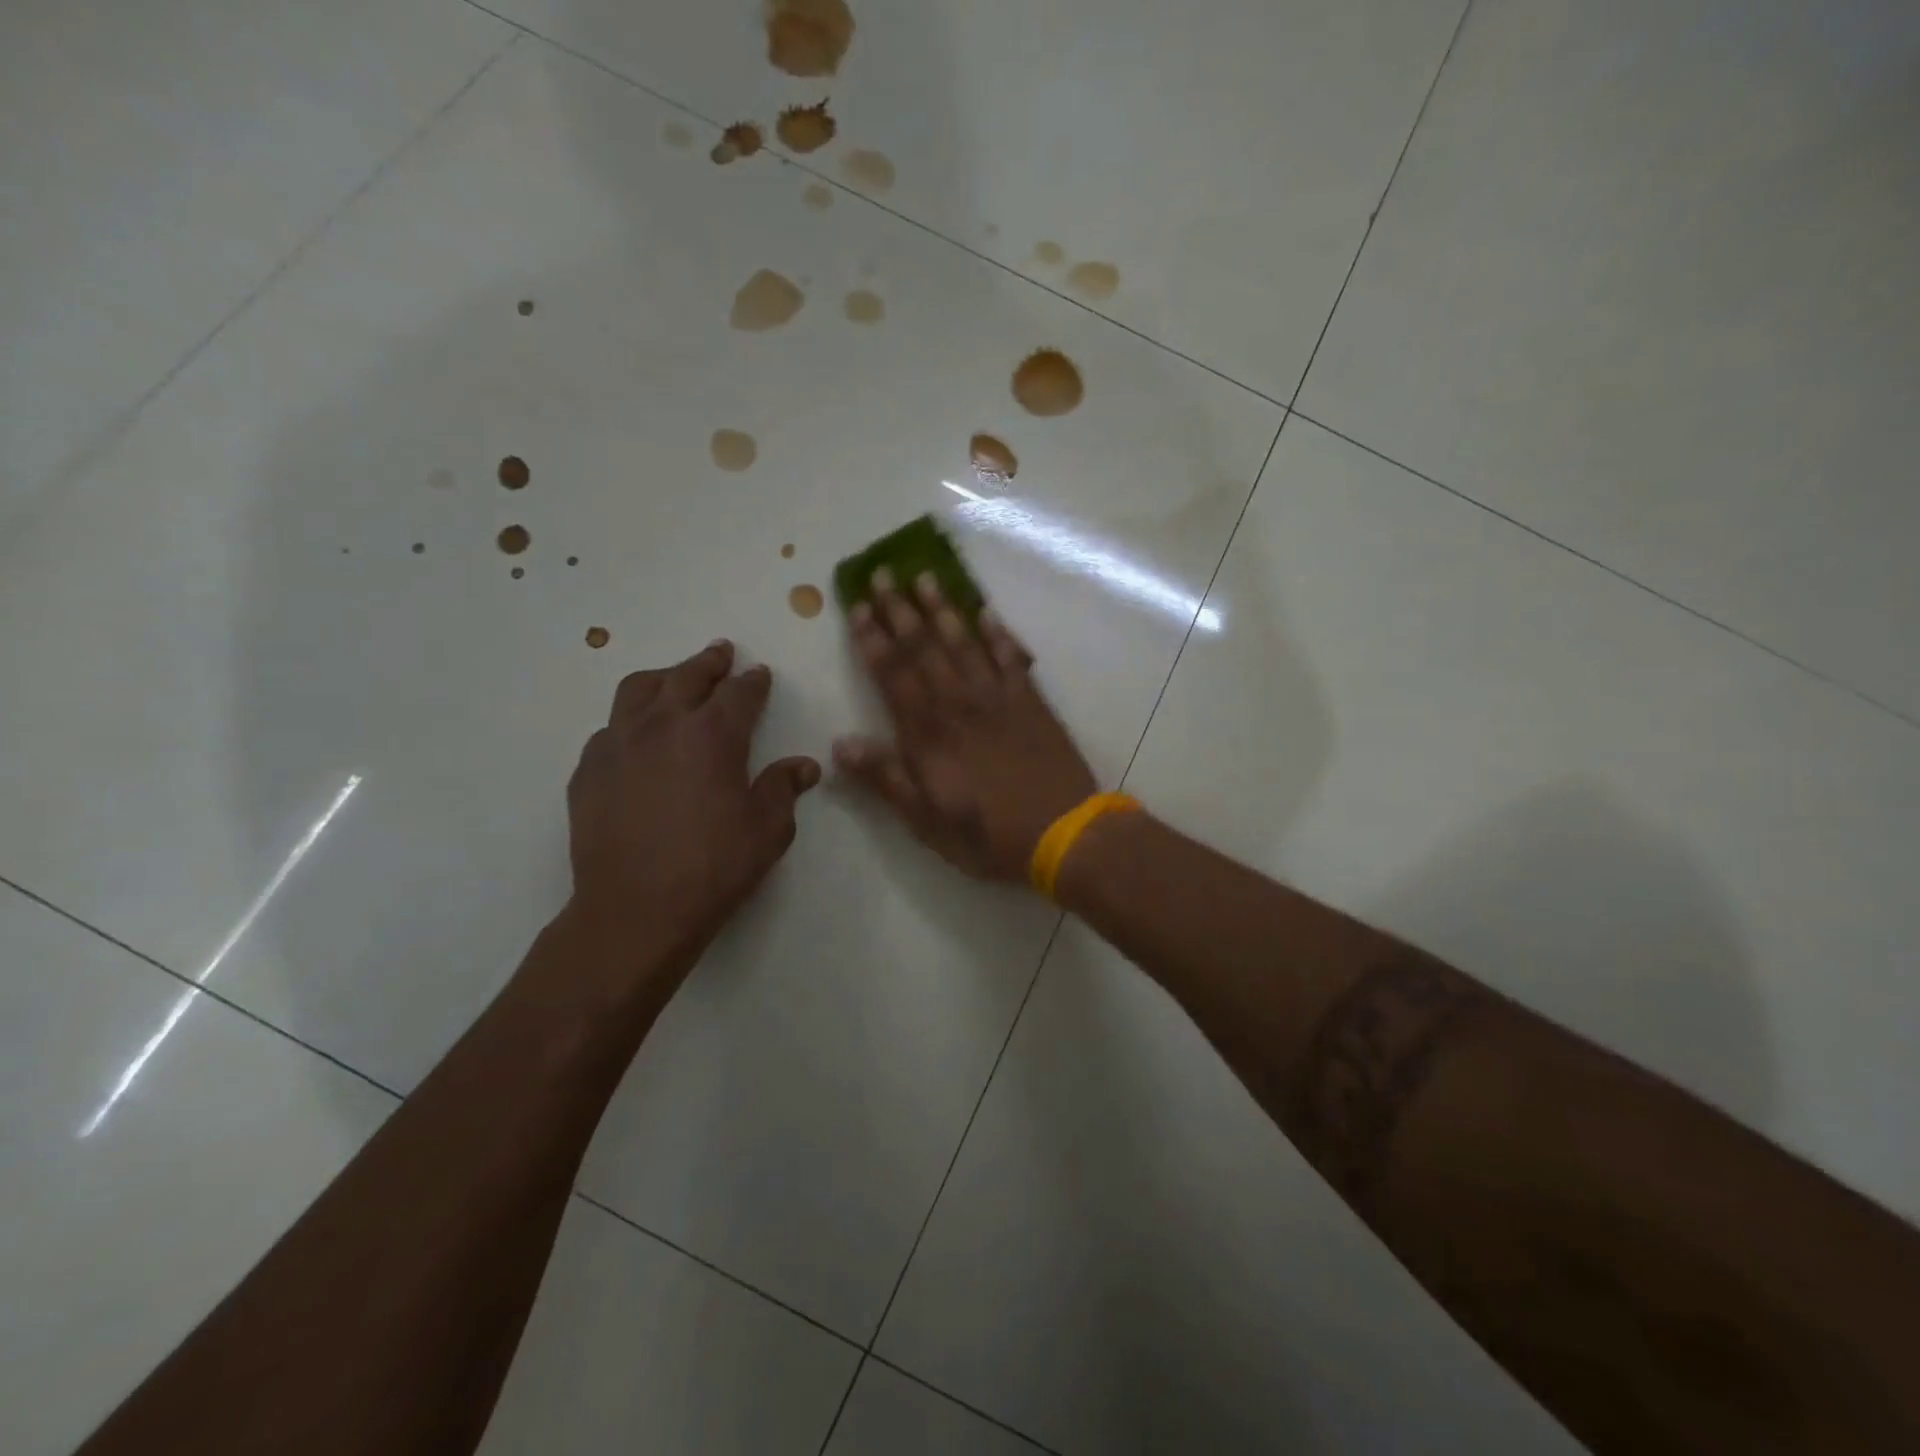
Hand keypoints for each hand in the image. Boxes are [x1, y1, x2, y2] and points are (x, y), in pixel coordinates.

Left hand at [564, 640, 819, 988]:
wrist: (635, 911)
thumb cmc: (713, 868)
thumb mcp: (768, 830)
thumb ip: (784, 789)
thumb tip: (803, 766)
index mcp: (712, 735)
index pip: (738, 693)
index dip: (753, 681)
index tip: (760, 674)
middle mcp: (662, 726)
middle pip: (686, 676)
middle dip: (709, 662)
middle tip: (721, 653)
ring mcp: (617, 745)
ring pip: (638, 690)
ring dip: (663, 678)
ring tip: (674, 680)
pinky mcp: (588, 771)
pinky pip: (609, 729)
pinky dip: (630, 721)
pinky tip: (636, 738)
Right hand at [833, 571, 1097, 882]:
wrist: (1062, 833)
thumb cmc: (987, 835)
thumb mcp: (926, 819)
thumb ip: (885, 778)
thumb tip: (840, 744)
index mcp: (927, 732)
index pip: (892, 673)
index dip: (872, 638)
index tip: (858, 605)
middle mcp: (958, 703)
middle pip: (923, 647)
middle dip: (900, 610)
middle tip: (883, 574)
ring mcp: (997, 697)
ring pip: (964, 642)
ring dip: (942, 608)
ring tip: (926, 577)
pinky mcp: (1031, 701)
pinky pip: (1010, 657)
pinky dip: (997, 632)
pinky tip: (986, 611)